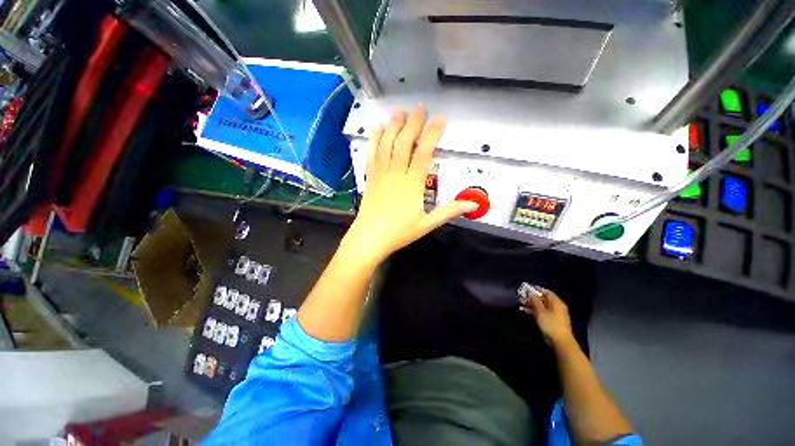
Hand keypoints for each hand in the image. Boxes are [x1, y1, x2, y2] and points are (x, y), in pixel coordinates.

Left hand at [342, 106, 477, 263]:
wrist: (370, 238)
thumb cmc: (399, 232)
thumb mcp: (427, 224)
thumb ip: (449, 211)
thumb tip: (473, 204)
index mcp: (412, 184)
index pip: (424, 153)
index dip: (432, 134)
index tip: (440, 119)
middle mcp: (396, 174)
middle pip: (404, 143)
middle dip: (413, 124)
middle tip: (420, 108)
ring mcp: (381, 174)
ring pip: (387, 145)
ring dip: (393, 126)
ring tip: (399, 111)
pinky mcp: (370, 177)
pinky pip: (372, 154)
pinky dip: (375, 140)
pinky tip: (377, 129)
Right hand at [520, 286, 575, 347]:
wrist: (560, 341)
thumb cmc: (550, 324)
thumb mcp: (540, 311)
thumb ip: (535, 300)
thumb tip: (530, 292)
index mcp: (556, 302)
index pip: (546, 292)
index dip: (536, 289)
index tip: (526, 288)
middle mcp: (556, 306)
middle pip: (543, 299)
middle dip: (532, 297)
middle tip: (522, 296)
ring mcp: (554, 314)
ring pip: (541, 306)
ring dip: (531, 304)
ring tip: (521, 303)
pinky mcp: (551, 321)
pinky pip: (541, 312)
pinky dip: (534, 311)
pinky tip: (524, 311)